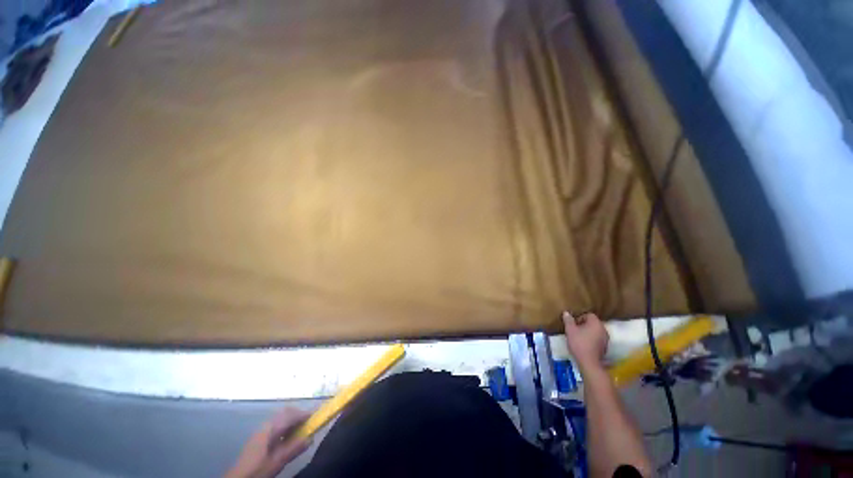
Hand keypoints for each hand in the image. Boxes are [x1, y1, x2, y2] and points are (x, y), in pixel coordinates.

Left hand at [225, 407, 311, 477]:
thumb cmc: (257, 470)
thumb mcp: (277, 462)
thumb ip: (293, 449)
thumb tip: (311, 437)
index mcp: (270, 429)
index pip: (290, 415)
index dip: (304, 414)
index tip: (316, 417)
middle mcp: (266, 426)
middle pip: (285, 412)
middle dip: (298, 414)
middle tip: (309, 423)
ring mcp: (261, 431)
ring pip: (281, 419)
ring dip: (292, 421)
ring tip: (301, 431)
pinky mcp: (259, 438)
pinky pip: (276, 426)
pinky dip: (286, 427)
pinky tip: (288, 438)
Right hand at [562, 311, 608, 371]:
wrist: (589, 362)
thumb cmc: (579, 343)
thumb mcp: (570, 330)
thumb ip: (568, 320)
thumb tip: (566, 313)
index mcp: (596, 323)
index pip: (589, 315)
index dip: (580, 317)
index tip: (573, 324)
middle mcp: (603, 329)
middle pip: (593, 323)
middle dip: (584, 325)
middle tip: (575, 330)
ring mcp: (606, 339)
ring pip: (596, 331)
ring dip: (588, 332)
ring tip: (579, 337)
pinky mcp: (605, 347)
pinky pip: (598, 339)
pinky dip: (592, 339)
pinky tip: (584, 344)